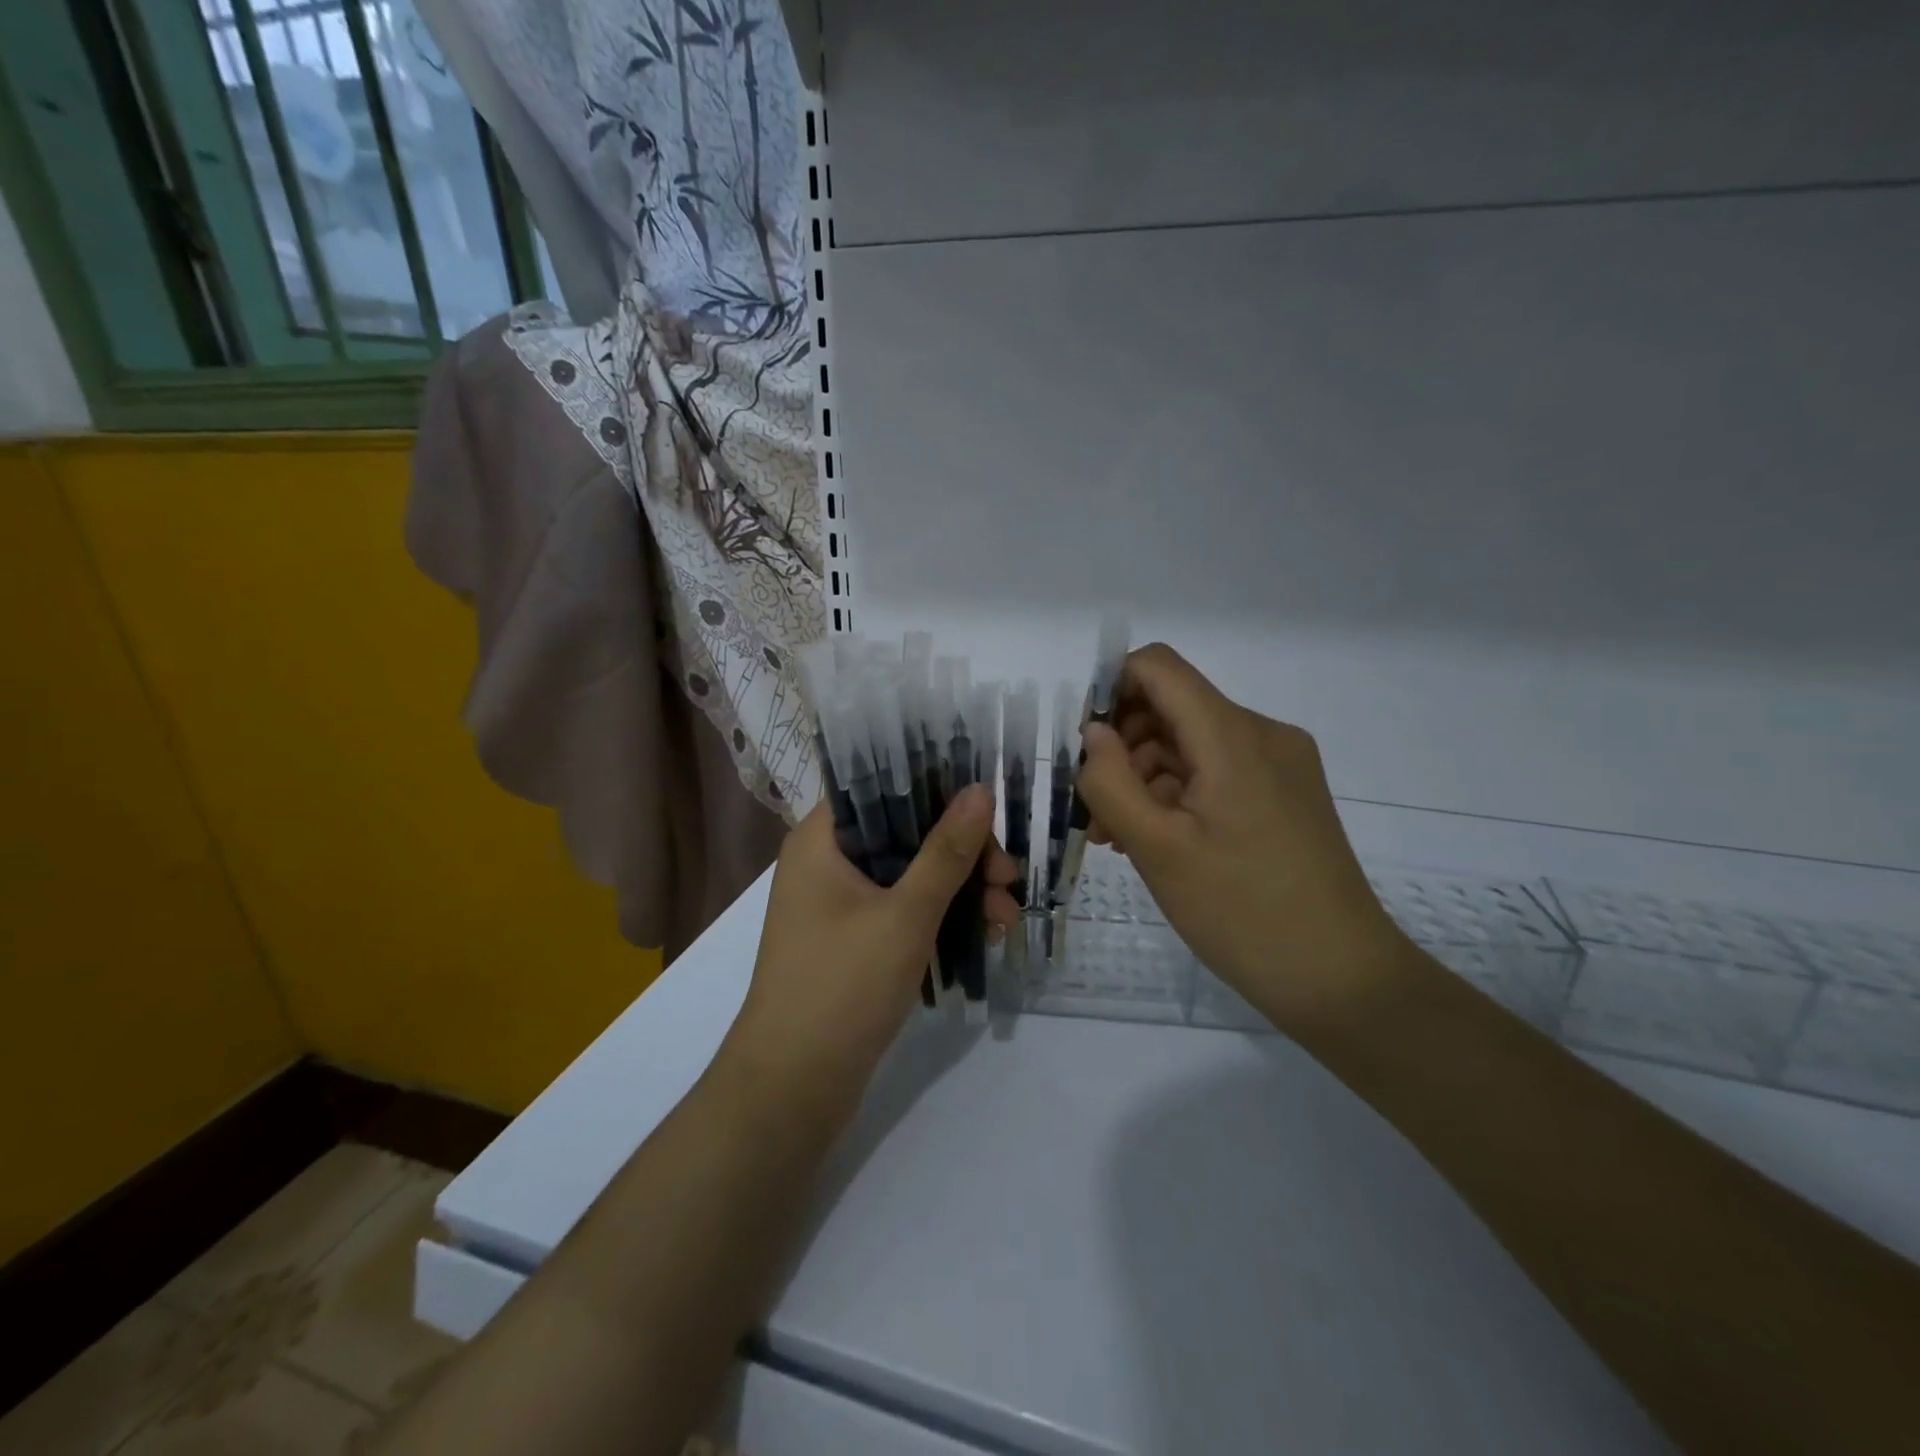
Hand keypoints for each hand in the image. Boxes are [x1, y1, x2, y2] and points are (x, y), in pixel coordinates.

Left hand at [720, 785, 1020, 1122]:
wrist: (792, 1089)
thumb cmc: (842, 987)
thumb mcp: (905, 915)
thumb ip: (946, 852)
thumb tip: (980, 790)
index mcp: (821, 839)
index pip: (881, 787)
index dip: (936, 790)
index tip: (986, 809)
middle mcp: (827, 863)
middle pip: (905, 834)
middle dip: (963, 854)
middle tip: (1008, 879)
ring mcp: (839, 905)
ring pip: (911, 876)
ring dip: (961, 890)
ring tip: (1005, 919)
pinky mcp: (854, 942)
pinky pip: (905, 911)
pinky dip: (941, 918)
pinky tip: (984, 935)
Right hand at [1076, 644, 1408, 1031]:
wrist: (1342, 978)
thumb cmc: (1241, 911)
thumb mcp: (1157, 848)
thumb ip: (1111, 781)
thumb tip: (1094, 733)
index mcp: (1233, 735)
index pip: (1158, 667)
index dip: (1111, 690)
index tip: (1086, 748)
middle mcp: (1262, 733)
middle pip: (1174, 707)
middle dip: (1124, 747)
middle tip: (1098, 811)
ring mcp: (1281, 764)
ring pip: (1192, 743)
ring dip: (1147, 777)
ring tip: (1123, 838)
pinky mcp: (1288, 793)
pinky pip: (1219, 771)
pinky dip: (1180, 793)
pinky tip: (1160, 841)